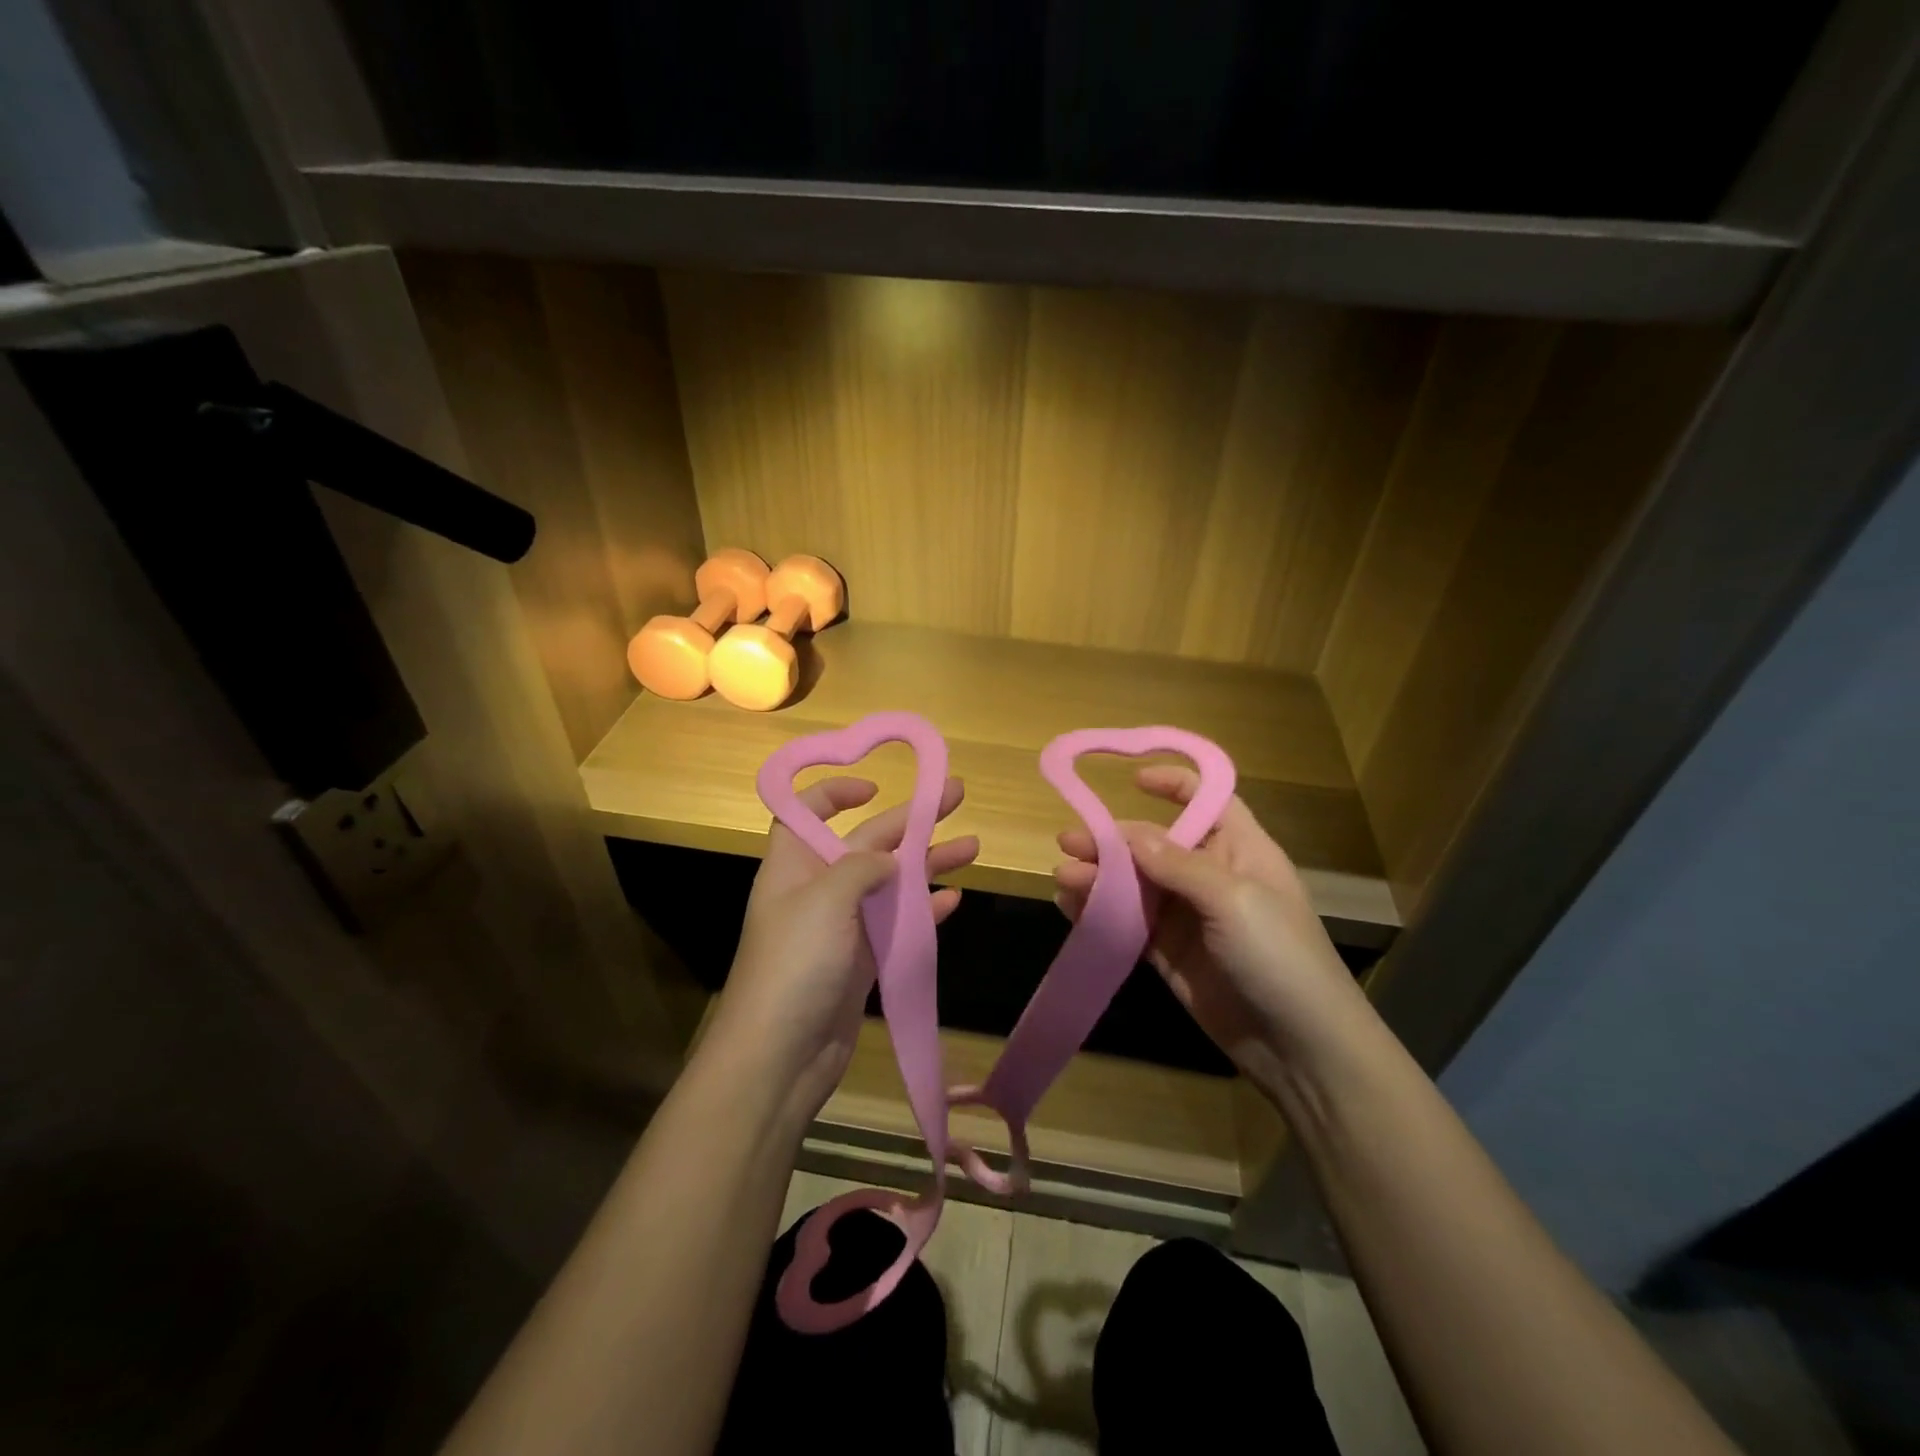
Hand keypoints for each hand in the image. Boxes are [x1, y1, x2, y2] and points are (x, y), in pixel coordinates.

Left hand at [711, 775, 977, 1127]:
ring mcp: (843, 927)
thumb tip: (890, 859)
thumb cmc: (795, 964)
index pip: (807, 811)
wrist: (780, 1057)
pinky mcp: (863, 961)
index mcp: (795, 864)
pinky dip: (925, 910)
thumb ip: (862, 867)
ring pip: (890, 882)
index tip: (875, 787)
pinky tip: (954, 898)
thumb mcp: (825, 899)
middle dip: (910, 819)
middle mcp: (818, 889)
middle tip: (955, 795)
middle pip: (866, 841)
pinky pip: (898, 924)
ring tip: (973, 846)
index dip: (835, 792)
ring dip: (928, 862)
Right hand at [1053, 766, 1370, 1086]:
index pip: (1208, 802)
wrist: (1301, 1049)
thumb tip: (1129, 832)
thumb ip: (1178, 864)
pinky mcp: (1170, 954)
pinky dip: (1100, 915)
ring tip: (1063, 878)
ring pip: (1136, 886)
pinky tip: (1071, 909)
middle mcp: (1211, 877)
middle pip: (1155, 845)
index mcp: (1241, 851)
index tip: (1132, 779)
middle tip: (1068, 842)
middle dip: (1113, 841)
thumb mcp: (1234, 900)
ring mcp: (1189, 918)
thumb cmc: (1280, 957)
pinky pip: (1129, 925)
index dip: (1174, 785)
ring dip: (1100, 879)